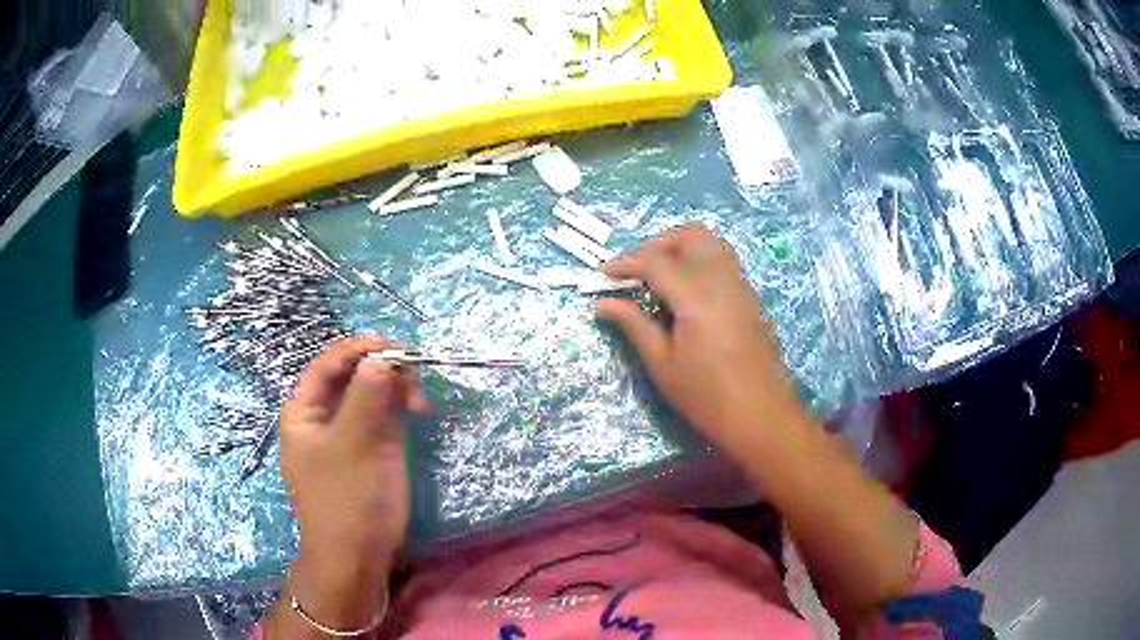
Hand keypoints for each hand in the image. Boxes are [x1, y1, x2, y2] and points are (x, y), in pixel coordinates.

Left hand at [280, 336, 430, 600]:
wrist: (358, 556)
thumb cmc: (345, 499)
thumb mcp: (352, 445)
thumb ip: (366, 396)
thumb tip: (384, 356)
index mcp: (303, 410)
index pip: (327, 365)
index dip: (357, 350)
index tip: (393, 346)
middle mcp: (324, 415)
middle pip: (352, 374)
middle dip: (382, 368)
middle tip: (415, 371)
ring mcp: (351, 431)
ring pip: (373, 391)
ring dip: (397, 385)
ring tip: (421, 400)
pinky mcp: (374, 446)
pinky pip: (387, 412)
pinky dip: (403, 404)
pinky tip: (420, 408)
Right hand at [598, 225, 797, 450]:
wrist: (759, 415)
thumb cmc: (706, 396)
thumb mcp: (662, 364)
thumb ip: (634, 325)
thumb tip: (604, 304)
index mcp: (696, 296)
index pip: (655, 262)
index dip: (626, 263)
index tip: (604, 272)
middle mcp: (722, 280)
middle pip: (691, 236)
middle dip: (659, 243)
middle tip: (636, 268)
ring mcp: (741, 286)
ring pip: (712, 244)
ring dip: (682, 248)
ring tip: (660, 275)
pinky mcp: (750, 298)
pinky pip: (724, 262)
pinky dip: (700, 261)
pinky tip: (687, 291)